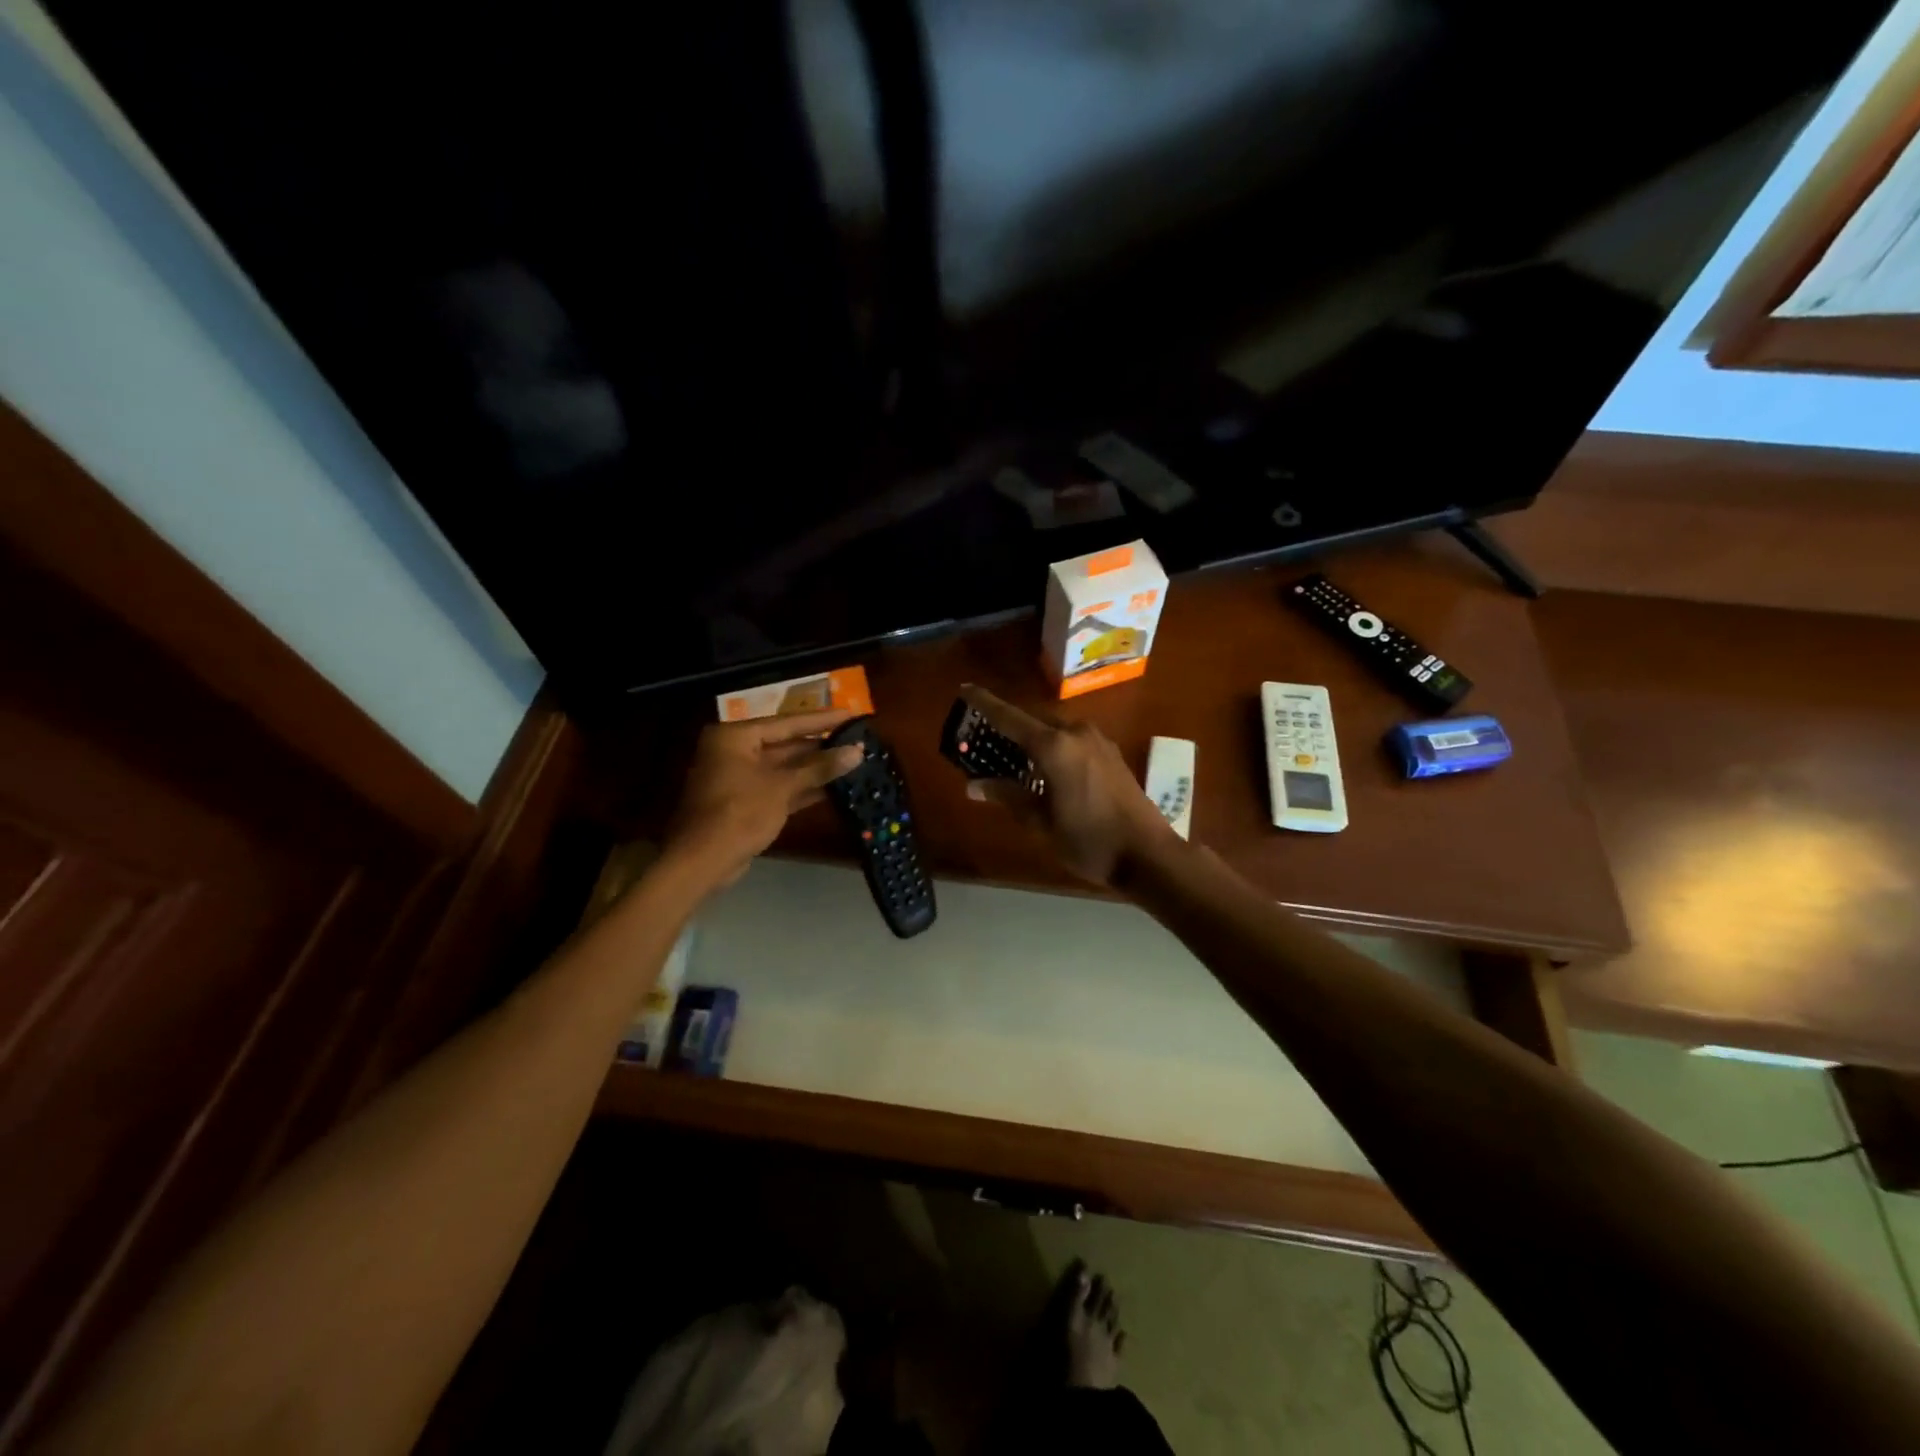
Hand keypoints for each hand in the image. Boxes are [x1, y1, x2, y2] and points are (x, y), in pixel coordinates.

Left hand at [665, 710, 865, 889]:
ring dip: (816, 769)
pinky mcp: (746, 802)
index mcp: (735, 737)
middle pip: (786, 744)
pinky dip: (804, 788)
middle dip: (821, 747)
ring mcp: (739, 778)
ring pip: (785, 768)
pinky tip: (835, 788)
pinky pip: (780, 788)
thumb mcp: (782, 787)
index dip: (822, 720)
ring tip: (853, 762)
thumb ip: (820, 768)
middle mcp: (734, 751)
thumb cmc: (739, 813)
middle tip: (857, 741)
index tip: (852, 715)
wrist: (702, 862)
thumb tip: (857, 751)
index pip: (787, 723)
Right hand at [958, 684, 1178, 885]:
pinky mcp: (1111, 752)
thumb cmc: (1089, 841)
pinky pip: (1072, 739)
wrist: (1148, 855)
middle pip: (1032, 720)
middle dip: (1008, 726)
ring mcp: (1098, 740)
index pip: (1009, 717)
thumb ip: (1008, 796)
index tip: (964, 689)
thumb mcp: (1040, 822)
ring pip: (1054, 729)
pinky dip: (1053, 746)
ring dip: (1032, 738)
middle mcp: (1076, 733)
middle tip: (985, 739)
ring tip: (1012, 757)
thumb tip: (974, 784)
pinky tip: (1046, 767)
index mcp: (1055, 747)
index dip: (984, 703)